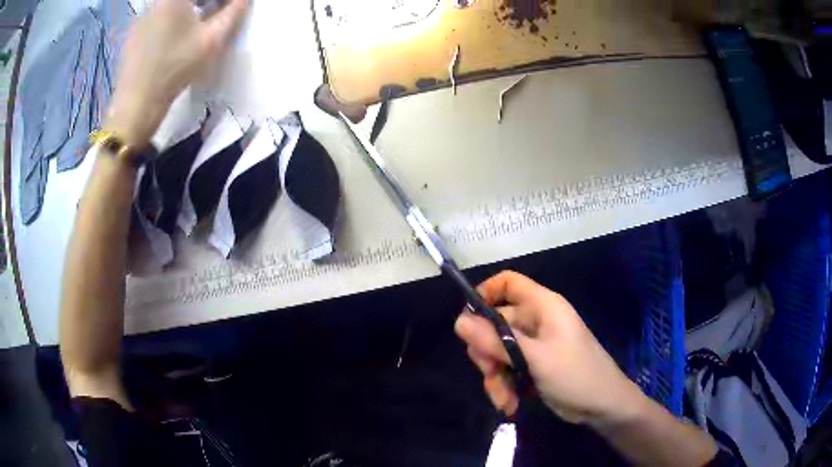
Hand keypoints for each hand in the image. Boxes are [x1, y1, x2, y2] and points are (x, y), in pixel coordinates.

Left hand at [105, 0, 247, 147]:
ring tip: (199, 22)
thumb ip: (233, 12)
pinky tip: (175, 35)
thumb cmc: (175, 69)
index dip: (218, 2)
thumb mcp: (212, 40)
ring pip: (171, 4)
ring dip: (189, 8)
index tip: (227, 8)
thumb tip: (244, 0)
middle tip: (216, 12)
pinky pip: (158, 14)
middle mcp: (156, 1)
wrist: (136, 104)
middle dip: (205, 3)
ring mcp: (142, 16)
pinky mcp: (134, 32)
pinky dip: (172, 17)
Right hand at [455, 271, 646, 423]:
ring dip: (495, 376)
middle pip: (495, 323)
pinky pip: (506, 369)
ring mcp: (534, 345)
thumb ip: (497, 341)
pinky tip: (509, 405)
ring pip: (498, 351)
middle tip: (489, 371)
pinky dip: (503, 386)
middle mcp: (536, 321)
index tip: (466, 320)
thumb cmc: (576, 374)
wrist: (602, 406)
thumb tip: (458, 322)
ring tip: (503, 399)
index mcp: (543, 306)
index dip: (485, 294)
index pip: (508, 282)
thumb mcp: (534, 359)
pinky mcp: (532, 366)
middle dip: (487, 351)